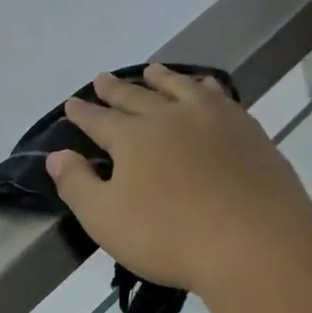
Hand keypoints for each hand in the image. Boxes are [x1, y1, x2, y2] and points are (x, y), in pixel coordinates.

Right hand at [46, 66, 310, 295]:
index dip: (82, 113)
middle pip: (137, 97)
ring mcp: (214, 119)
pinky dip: (204, 87)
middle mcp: (171, 117)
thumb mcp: (105, 219)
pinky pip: (218, 96)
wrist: (254, 241)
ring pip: (180, 88)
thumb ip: (77, 184)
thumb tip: (57, 156)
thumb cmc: (168, 236)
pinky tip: (205, 90)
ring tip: (151, 71)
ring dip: (162, 79)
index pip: (99, 120)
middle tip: (102, 78)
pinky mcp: (248, 131)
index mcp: (133, 138)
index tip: (71, 102)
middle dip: (116, 89)